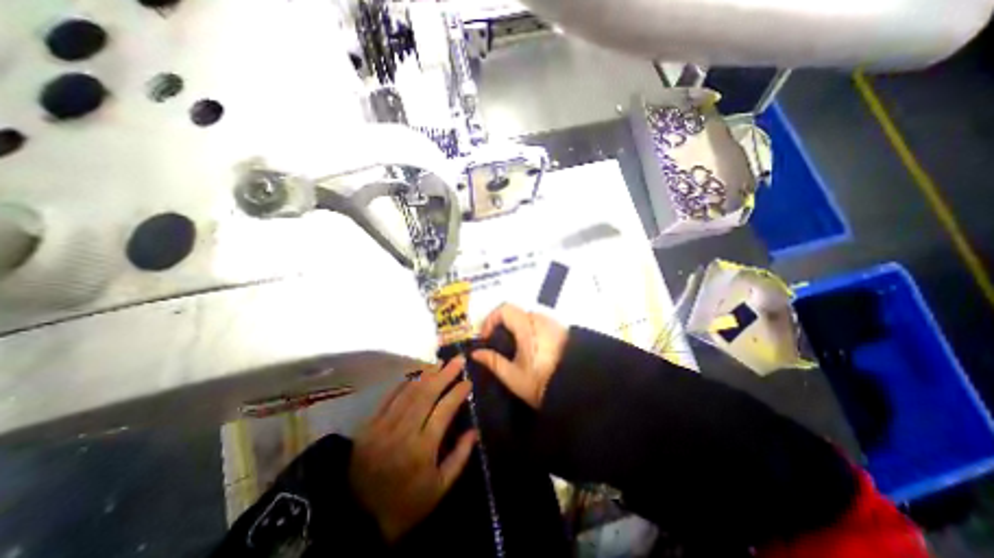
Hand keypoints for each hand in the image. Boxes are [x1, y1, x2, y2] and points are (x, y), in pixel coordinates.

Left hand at [347, 359, 475, 545]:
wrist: (357, 519)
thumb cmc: (406, 504)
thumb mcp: (439, 489)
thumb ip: (460, 457)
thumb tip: (474, 431)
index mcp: (423, 448)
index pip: (444, 410)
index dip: (457, 392)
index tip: (468, 381)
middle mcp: (404, 432)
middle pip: (427, 394)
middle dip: (445, 374)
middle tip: (458, 359)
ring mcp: (383, 426)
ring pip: (409, 392)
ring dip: (426, 374)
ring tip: (440, 362)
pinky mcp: (369, 426)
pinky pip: (389, 397)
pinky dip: (404, 383)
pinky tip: (415, 374)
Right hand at [468, 305, 561, 409]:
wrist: (577, 388)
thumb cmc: (541, 383)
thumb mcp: (513, 376)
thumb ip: (492, 361)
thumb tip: (476, 353)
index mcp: (527, 327)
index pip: (504, 309)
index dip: (490, 319)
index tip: (486, 337)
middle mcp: (540, 319)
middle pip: (515, 311)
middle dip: (502, 323)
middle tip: (496, 342)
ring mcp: (552, 322)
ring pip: (527, 316)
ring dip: (515, 325)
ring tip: (512, 346)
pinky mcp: (561, 328)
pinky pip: (539, 321)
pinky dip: (528, 328)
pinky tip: (529, 347)